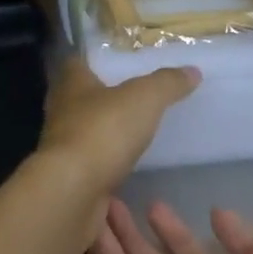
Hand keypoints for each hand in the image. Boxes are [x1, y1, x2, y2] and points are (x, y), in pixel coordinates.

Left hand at [36, 58, 198, 196]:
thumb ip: (166, 83)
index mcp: (71, 85)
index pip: (75, 64)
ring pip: (81, 133)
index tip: (113, 64)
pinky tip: (124, 168)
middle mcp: (61, 112)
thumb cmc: (103, 131)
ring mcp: (61, 148)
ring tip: (130, 134)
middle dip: (99, 99)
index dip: (92, 62)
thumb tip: (192, 71)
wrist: (73, 191)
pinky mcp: (69, 178)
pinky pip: (89, 165)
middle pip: (77, 99)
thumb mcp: (144, 98)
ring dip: (101, 133)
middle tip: (129, 100)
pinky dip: (104, 165)